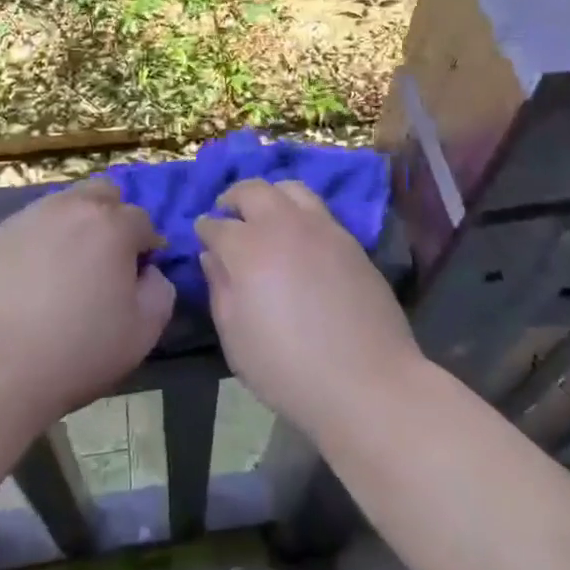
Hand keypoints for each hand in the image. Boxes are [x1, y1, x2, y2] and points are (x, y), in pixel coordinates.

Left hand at [0, 177, 175, 431]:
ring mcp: (28, 219)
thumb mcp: (142, 333)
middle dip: (112, 220)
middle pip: (103, 194)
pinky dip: (39, 245)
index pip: (143, 221)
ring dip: (74, 228)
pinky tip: (30, 285)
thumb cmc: (75, 352)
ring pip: (64, 206)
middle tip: (104, 264)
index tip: (137, 280)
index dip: (146, 250)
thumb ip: (160, 292)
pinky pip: (30, 229)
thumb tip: (148, 273)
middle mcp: (71, 208)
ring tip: (65, 274)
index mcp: (112, 225)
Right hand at [195, 179, 420, 440]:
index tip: (202, 235)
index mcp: (248, 248)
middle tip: (227, 213)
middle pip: (253, 190)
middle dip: (233, 198)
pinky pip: (317, 209)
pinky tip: (298, 236)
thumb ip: (220, 289)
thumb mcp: (235, 339)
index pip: (217, 225)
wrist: (366, 381)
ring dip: (270, 195)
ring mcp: (321, 227)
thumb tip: (212, 256)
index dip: (205, 228)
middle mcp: (283, 225)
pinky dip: (298, 211)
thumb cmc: (288, 369)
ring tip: (265, 216)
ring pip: (289, 188)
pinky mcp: (349, 238)